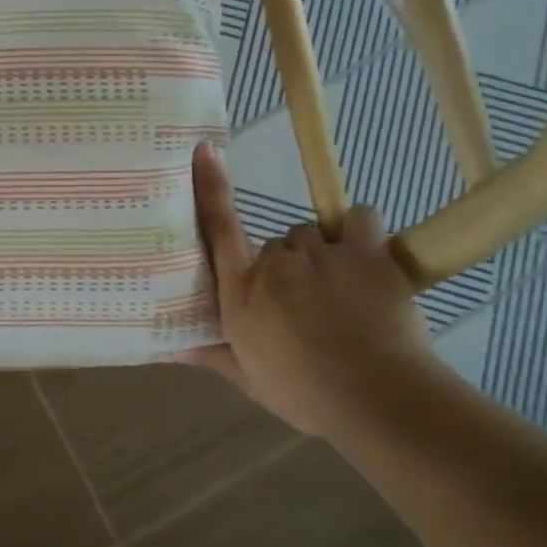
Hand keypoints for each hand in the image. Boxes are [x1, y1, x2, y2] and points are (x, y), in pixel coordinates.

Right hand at [181, 143, 434, 435]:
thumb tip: (169, 349)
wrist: (378, 397)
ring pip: (315, 233)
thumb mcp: (250, 380)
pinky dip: (361, 231)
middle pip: (276, 243)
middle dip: (289, 265)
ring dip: (324, 252)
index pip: (218, 227)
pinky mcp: (364, 252)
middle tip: (308, 299)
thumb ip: (212, 355)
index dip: (210, 186)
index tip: (205, 150)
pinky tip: (368, 254)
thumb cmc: (306, 393)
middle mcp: (274, 263)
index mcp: (241, 291)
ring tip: (343, 285)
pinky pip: (360, 218)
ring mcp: (320, 253)